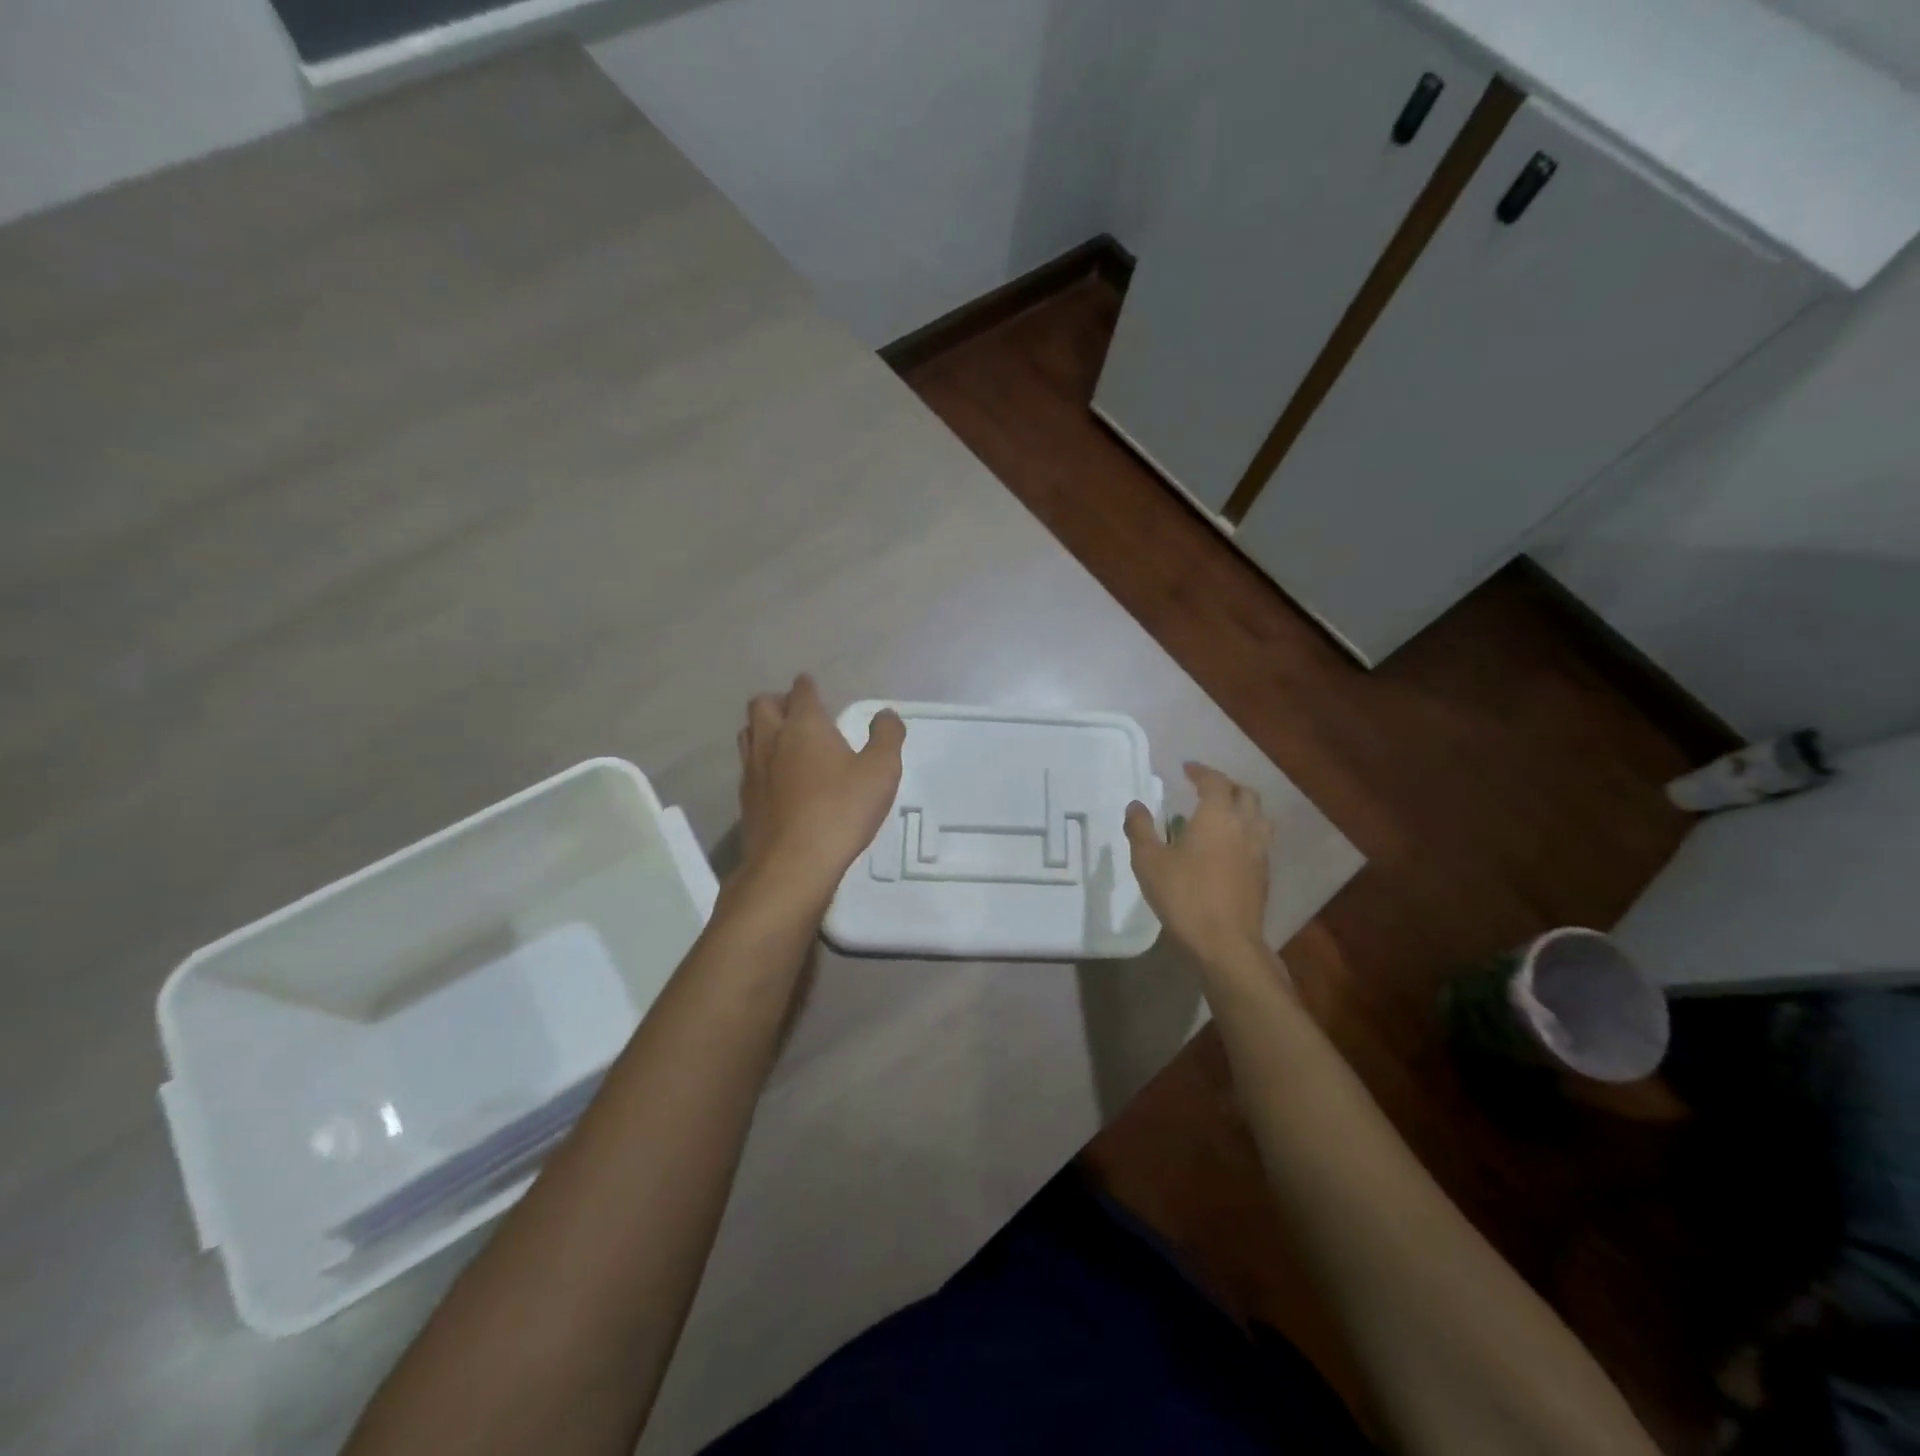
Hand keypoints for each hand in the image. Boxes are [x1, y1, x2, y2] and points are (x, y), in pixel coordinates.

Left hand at [735, 675, 904, 910]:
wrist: (793, 864)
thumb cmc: (841, 810)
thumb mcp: (880, 771)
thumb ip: (886, 737)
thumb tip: (887, 714)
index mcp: (804, 726)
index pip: (802, 692)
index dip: (808, 686)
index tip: (812, 686)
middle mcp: (772, 740)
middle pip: (762, 705)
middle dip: (778, 701)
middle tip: (797, 712)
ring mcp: (753, 770)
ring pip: (748, 734)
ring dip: (763, 729)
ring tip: (783, 740)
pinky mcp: (745, 800)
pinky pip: (748, 767)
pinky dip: (760, 762)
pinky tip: (776, 779)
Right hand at [1125, 762, 1273, 971]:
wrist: (1225, 943)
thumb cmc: (1184, 896)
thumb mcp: (1149, 861)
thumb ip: (1140, 829)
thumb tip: (1135, 806)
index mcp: (1217, 816)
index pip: (1215, 781)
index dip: (1201, 771)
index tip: (1187, 769)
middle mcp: (1244, 826)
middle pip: (1245, 794)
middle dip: (1226, 786)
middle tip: (1205, 789)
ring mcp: (1259, 852)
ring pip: (1259, 817)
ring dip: (1242, 808)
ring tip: (1222, 814)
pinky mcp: (1263, 876)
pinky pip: (1259, 840)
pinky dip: (1246, 832)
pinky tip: (1229, 847)